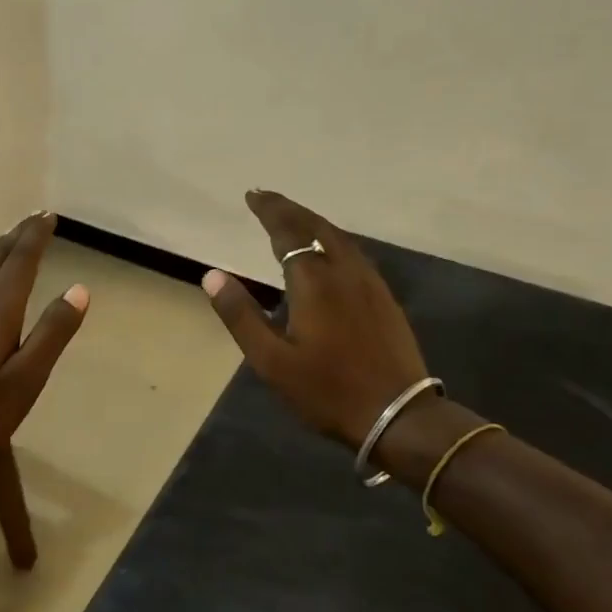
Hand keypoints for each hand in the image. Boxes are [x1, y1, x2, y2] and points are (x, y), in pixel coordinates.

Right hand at [202, 190, 427, 450]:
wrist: (398, 416)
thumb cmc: (326, 390)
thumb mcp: (271, 360)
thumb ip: (241, 316)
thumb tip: (212, 276)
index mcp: (314, 282)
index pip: (288, 233)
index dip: (269, 211)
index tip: (252, 195)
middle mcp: (345, 272)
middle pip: (317, 227)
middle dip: (290, 209)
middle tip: (266, 198)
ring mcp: (370, 285)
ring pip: (340, 239)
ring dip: (313, 223)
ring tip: (292, 219)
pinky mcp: (384, 300)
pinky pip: (353, 254)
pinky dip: (332, 240)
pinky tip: (327, 253)